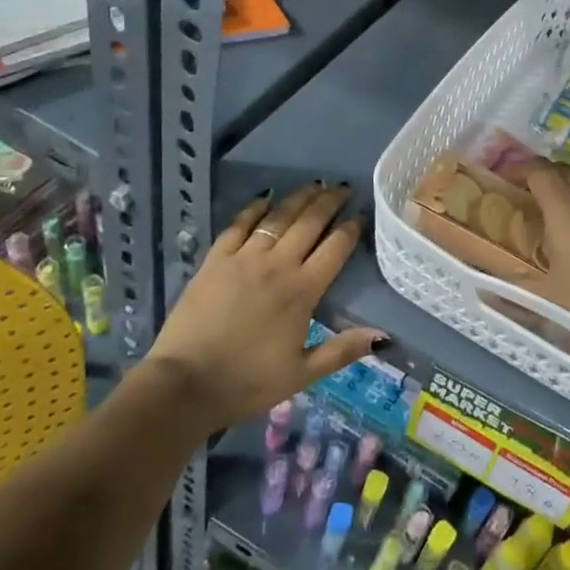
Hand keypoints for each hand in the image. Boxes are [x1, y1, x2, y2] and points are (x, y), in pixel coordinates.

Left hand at [141, 182, 383, 429]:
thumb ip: (342, 351)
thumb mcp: (302, 374)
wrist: (186, 383)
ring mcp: (243, 258)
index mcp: (302, 291)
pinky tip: (265, 198)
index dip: (351, 229)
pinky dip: (254, 209)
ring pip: (277, 218)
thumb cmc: (248, 382)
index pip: (335, 249)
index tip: (360, 215)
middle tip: (342, 188)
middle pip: (309, 223)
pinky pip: (238, 225)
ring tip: (314, 185)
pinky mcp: (215, 259)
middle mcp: (277, 265)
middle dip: (329, 202)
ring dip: (298, 198)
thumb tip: (383, 335)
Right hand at [501, 158, 569, 379]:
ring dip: (563, 191)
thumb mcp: (548, 298)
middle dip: (538, 176)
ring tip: (546, 216)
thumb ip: (513, 289)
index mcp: (565, 207)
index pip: (537, 170)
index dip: (516, 168)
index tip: (499, 179)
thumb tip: (484, 290)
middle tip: (520, 196)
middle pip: (561, 171)